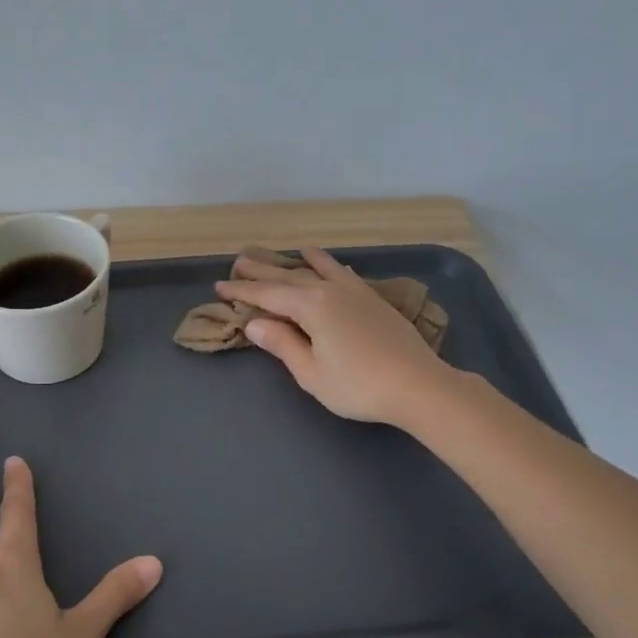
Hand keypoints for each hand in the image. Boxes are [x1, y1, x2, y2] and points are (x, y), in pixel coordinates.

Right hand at [217, 246, 454, 426]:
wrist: (417, 385)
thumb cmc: (357, 385)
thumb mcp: (311, 372)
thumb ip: (282, 344)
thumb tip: (255, 322)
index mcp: (311, 306)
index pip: (268, 294)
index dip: (243, 290)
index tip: (220, 286)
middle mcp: (331, 290)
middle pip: (290, 276)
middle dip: (263, 269)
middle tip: (240, 260)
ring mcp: (355, 292)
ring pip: (319, 270)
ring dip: (298, 261)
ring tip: (287, 251)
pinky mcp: (373, 300)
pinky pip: (343, 274)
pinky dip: (330, 266)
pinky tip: (329, 264)